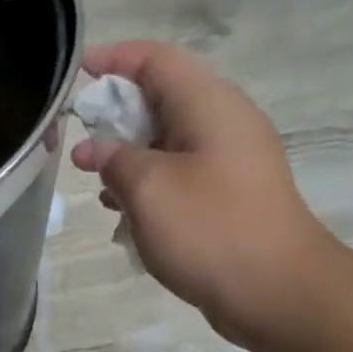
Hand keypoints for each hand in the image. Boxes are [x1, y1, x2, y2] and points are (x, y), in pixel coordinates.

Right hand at [72, 42, 337, 346]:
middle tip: (79, 144)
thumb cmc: (210, 230)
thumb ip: (115, 161)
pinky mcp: (231, 198)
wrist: (276, 291)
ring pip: (170, 144)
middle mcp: (224, 124)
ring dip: (130, 158)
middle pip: (162, 100)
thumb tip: (97, 149)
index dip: (113, 61)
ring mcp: (231, 163)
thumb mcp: (149, 190)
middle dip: (116, 117)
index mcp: (209, 104)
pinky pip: (183, 178)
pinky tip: (127, 216)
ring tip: (97, 184)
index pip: (155, 60)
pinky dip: (151, 187)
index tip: (75, 75)